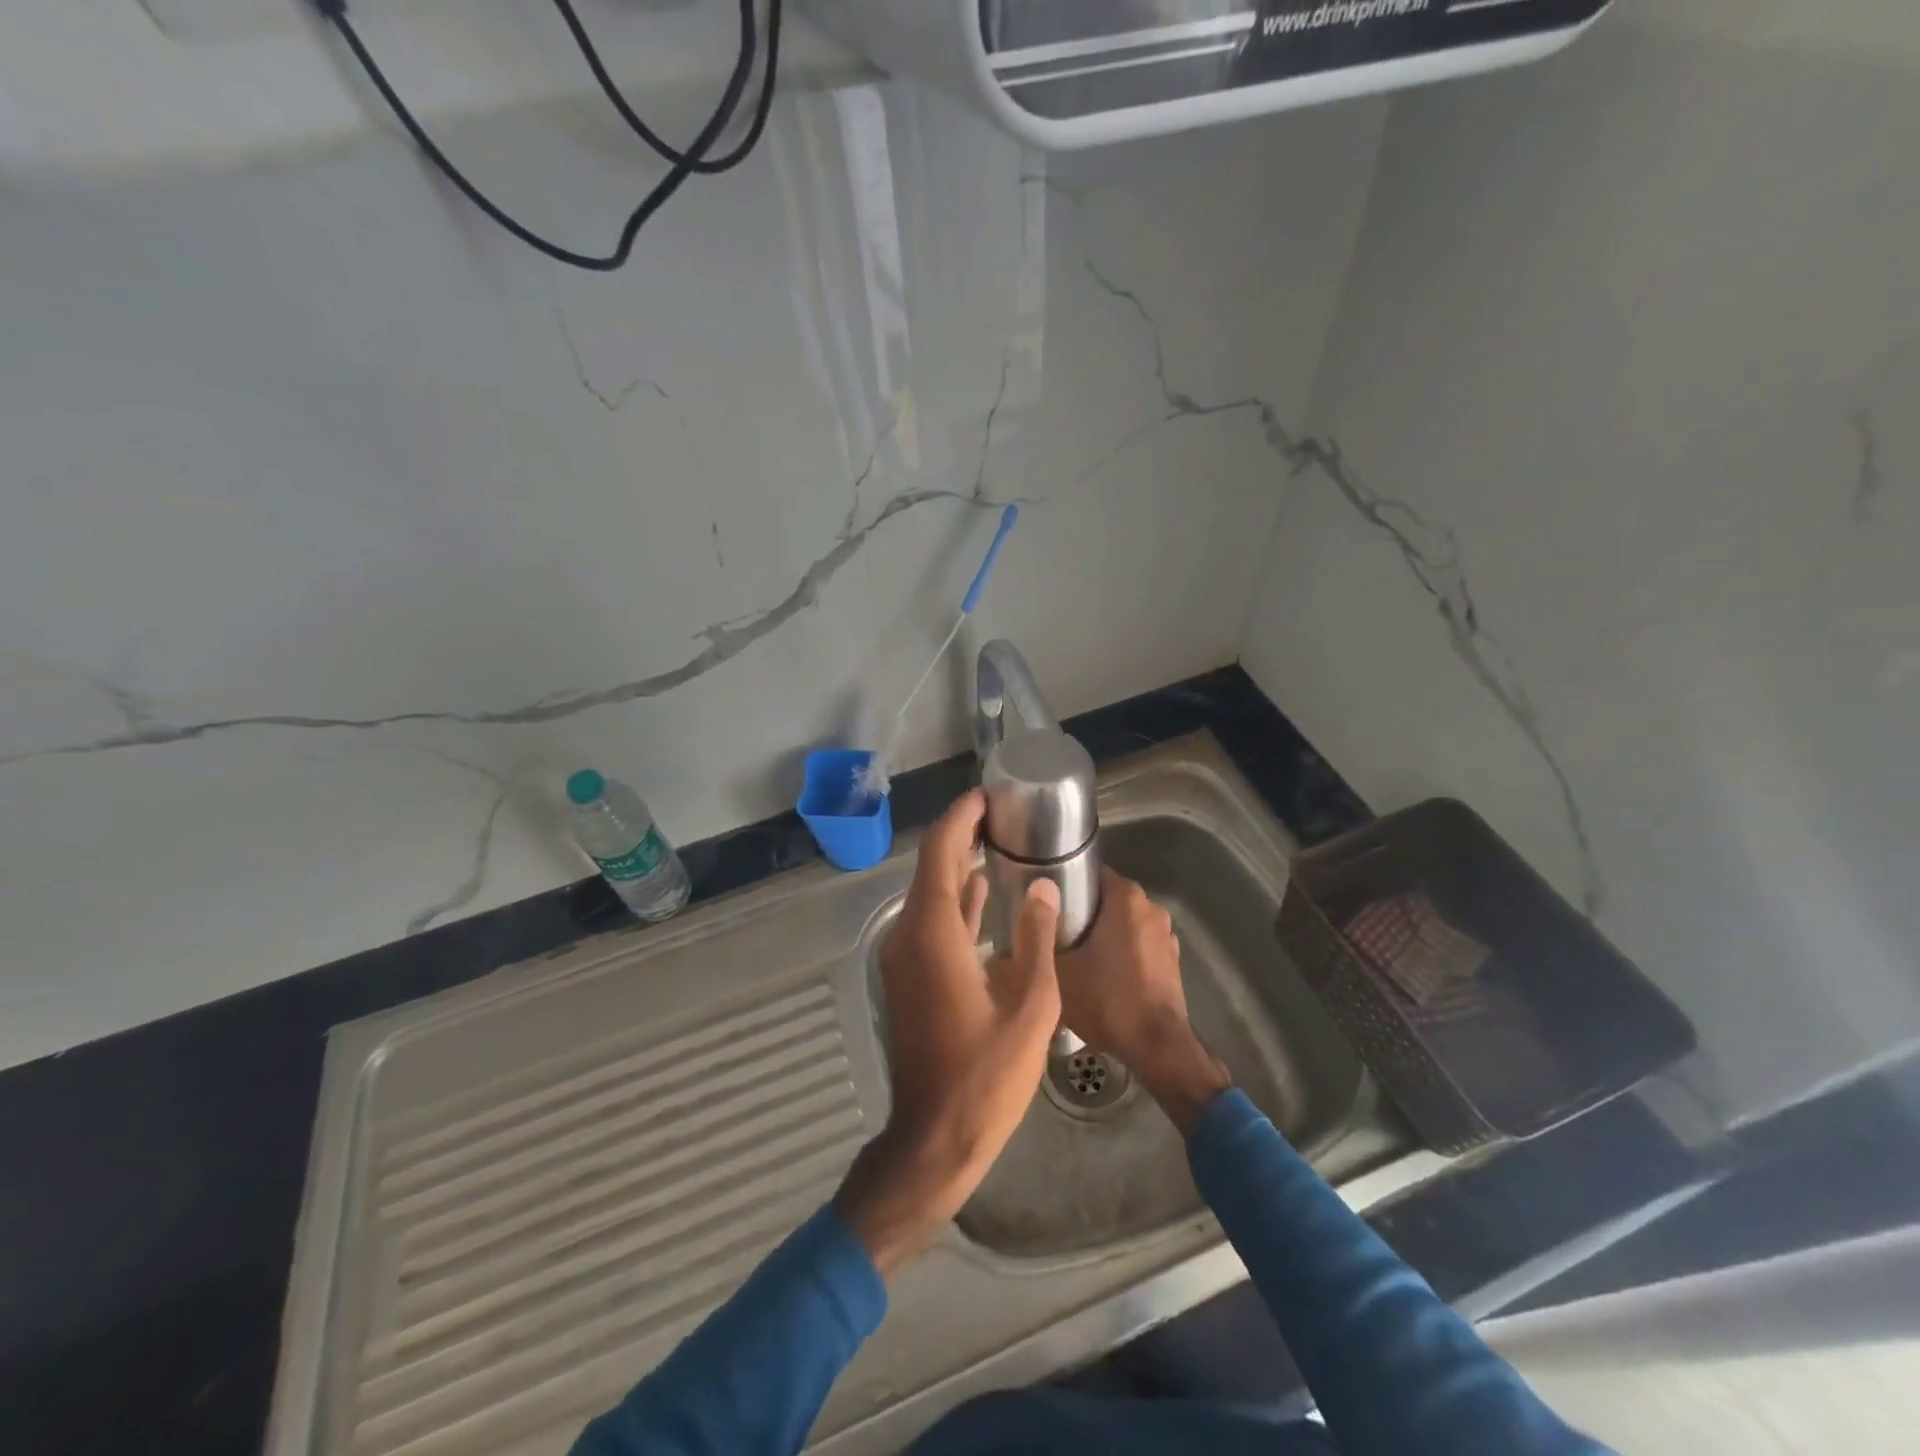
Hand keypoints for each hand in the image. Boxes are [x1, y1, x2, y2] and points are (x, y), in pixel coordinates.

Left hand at [835, 790, 1062, 1273]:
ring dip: (959, 865)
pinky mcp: (910, 976)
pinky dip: (955, 900)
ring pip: (931, 893)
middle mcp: (910, 934)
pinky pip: (932, 921)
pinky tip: (983, 891)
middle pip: (932, 866)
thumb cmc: (987, 1074)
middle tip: (1003, 814)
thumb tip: (1042, 886)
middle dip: (963, 834)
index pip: (940, 851)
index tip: (989, 795)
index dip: (961, 816)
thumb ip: (1035, 937)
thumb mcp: (1030, 1005)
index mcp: (934, 933)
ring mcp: (906, 957)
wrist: (936, 1135)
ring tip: (1000, 841)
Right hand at [1056, 867, 1230, 1134]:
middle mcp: (1150, 906)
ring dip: (1104, 933)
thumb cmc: (1107, 1000)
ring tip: (1075, 954)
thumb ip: (1035, 948)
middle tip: (1053, 931)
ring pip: (1124, 922)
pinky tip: (1103, 973)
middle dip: (1083, 911)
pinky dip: (1123, 952)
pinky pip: (1140, 944)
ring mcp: (1166, 934)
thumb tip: (1006, 940)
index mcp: (1125, 898)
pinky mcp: (1173, 959)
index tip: (1045, 902)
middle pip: (1107, 898)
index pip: (1090, 873)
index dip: (1066, 885)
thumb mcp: (1057, 974)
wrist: (1156, 1046)